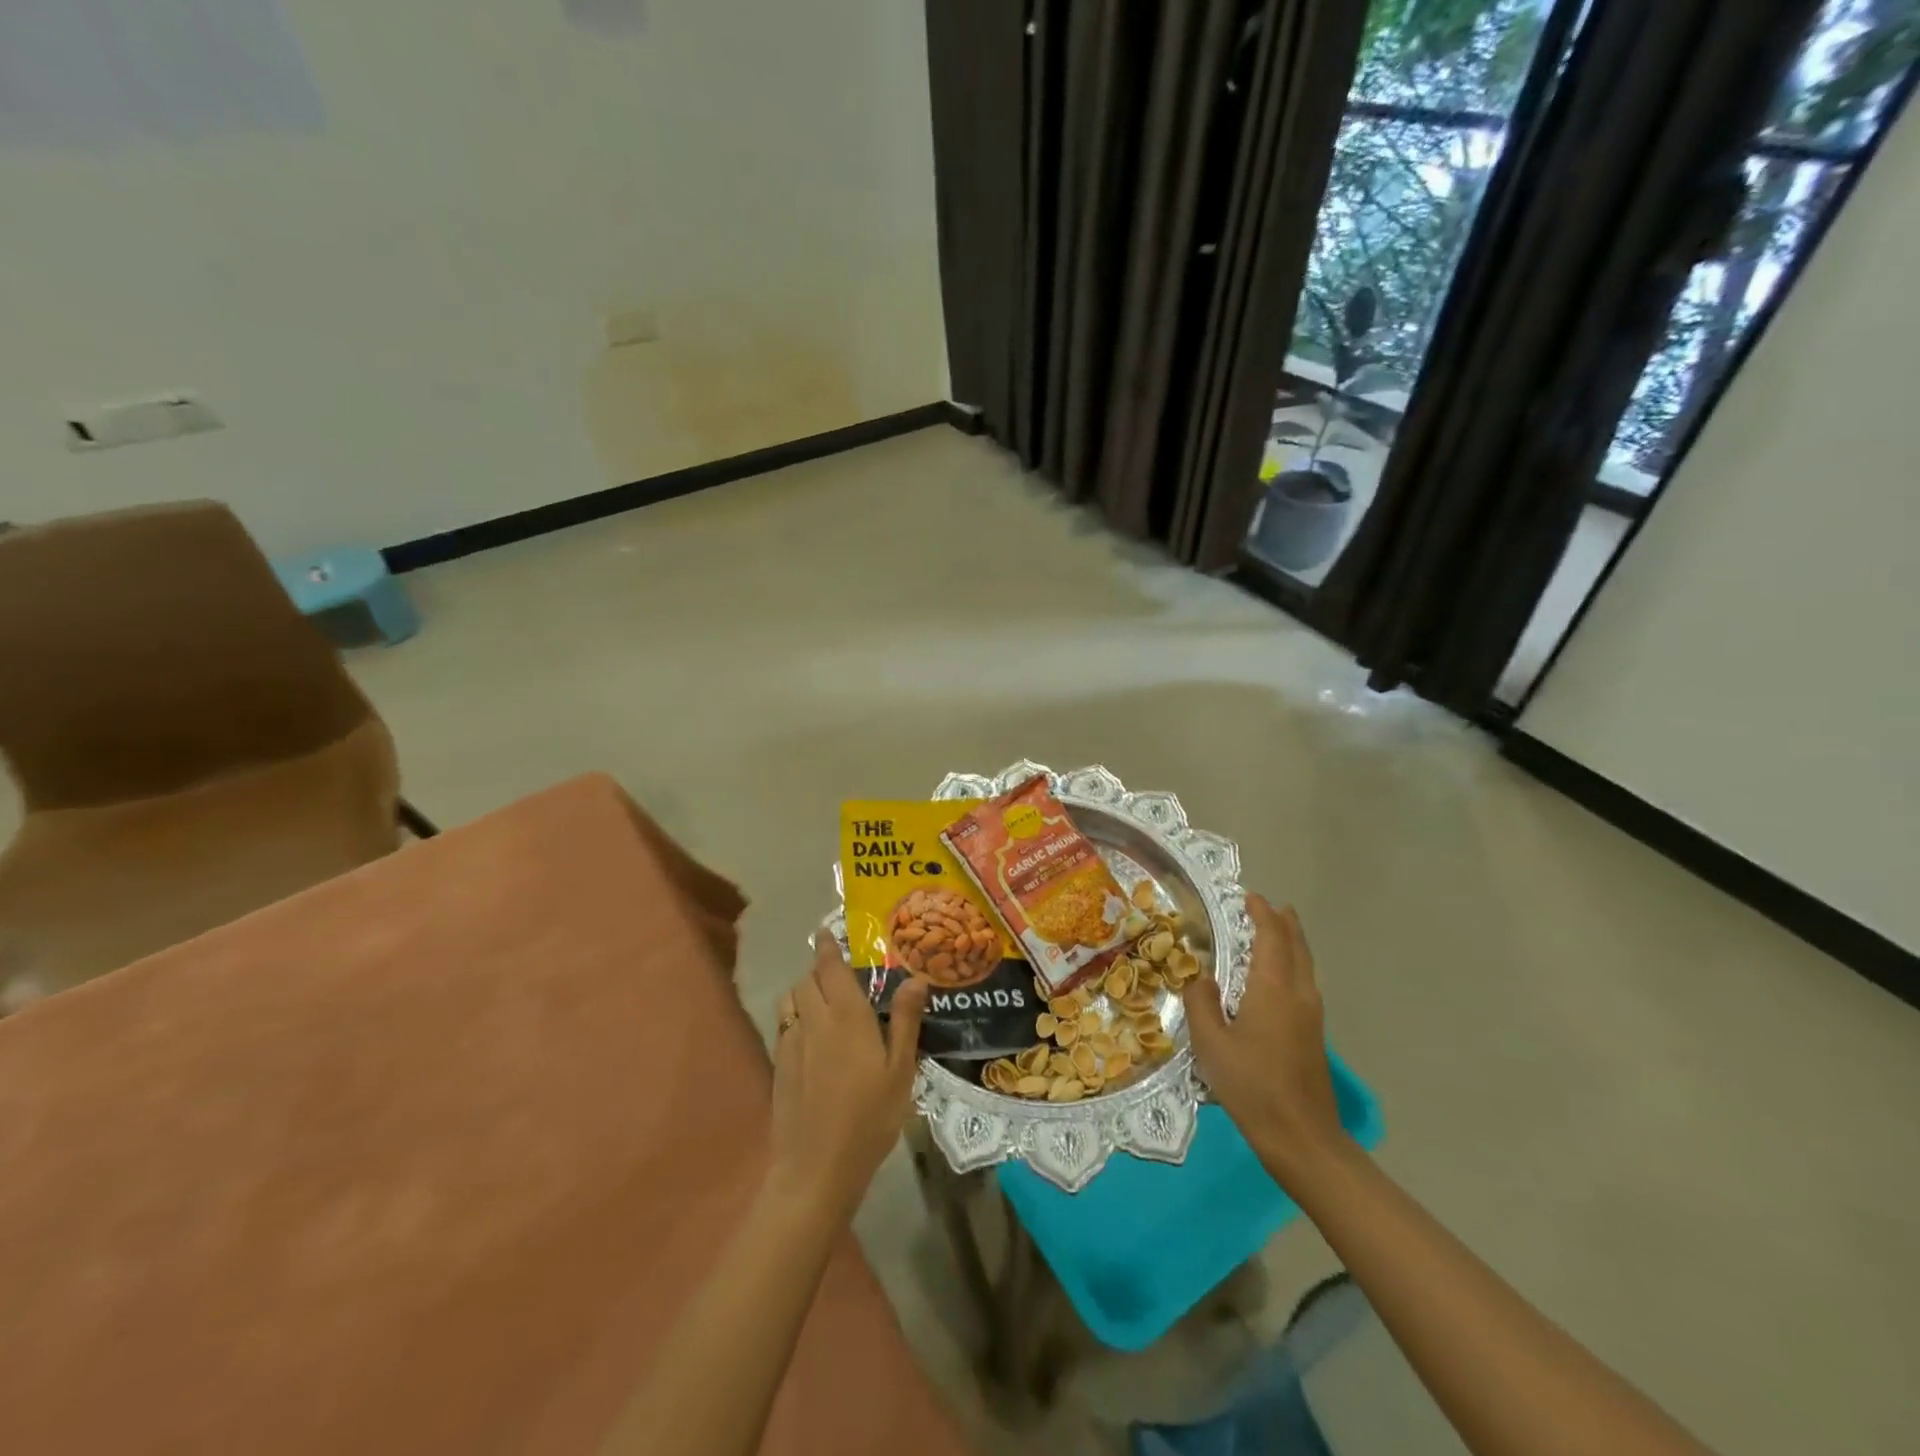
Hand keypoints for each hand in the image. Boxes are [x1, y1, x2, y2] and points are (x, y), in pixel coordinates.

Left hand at [766, 939, 927, 1226]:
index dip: (827, 947)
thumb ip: (905, 1021)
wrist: (816, 1167)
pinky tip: (810, 1035)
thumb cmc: (869, 1118)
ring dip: (803, 990)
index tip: (827, 932)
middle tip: (836, 971)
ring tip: (822, 999)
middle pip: (806, 979)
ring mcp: (791, 1043)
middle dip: (818, 968)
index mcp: (846, 1015)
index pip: (830, 967)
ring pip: (790, 999)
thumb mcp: (900, 1071)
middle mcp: (814, 1019)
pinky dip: (794, 1015)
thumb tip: (915, 978)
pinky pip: (784, 1024)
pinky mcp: (779, 1065)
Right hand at [1182, 896, 1346, 1186]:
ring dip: (1292, 942)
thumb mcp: (1210, 1043)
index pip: (1271, 937)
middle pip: (1297, 946)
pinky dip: (1295, 963)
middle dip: (1284, 922)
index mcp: (1273, 988)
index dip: (1261, 914)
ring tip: (1280, 930)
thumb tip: (1200, 975)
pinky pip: (1306, 982)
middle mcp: (1299, 993)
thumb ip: (1201, 1001)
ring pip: (1306, 965)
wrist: (1302, 1137)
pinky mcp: (1315, 1034)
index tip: (1249, 897)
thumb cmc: (1252, 1085)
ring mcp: (1312, 1015)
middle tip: (1270, 906)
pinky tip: (1281, 977)